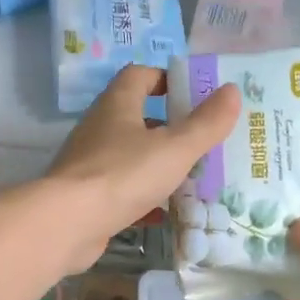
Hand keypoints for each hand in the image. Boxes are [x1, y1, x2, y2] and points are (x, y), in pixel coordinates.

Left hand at [44, 65, 241, 270]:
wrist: (67, 223)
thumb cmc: (123, 175)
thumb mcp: (174, 148)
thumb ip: (205, 123)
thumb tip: (232, 90)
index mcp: (117, 105)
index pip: (140, 75)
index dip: (166, 78)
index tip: (194, 94)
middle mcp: (99, 129)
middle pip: (136, 117)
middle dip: (168, 126)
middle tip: (201, 140)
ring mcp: (89, 164)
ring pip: (129, 156)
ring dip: (156, 164)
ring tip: (190, 177)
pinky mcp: (86, 197)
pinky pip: (120, 190)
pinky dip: (142, 197)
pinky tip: (163, 212)